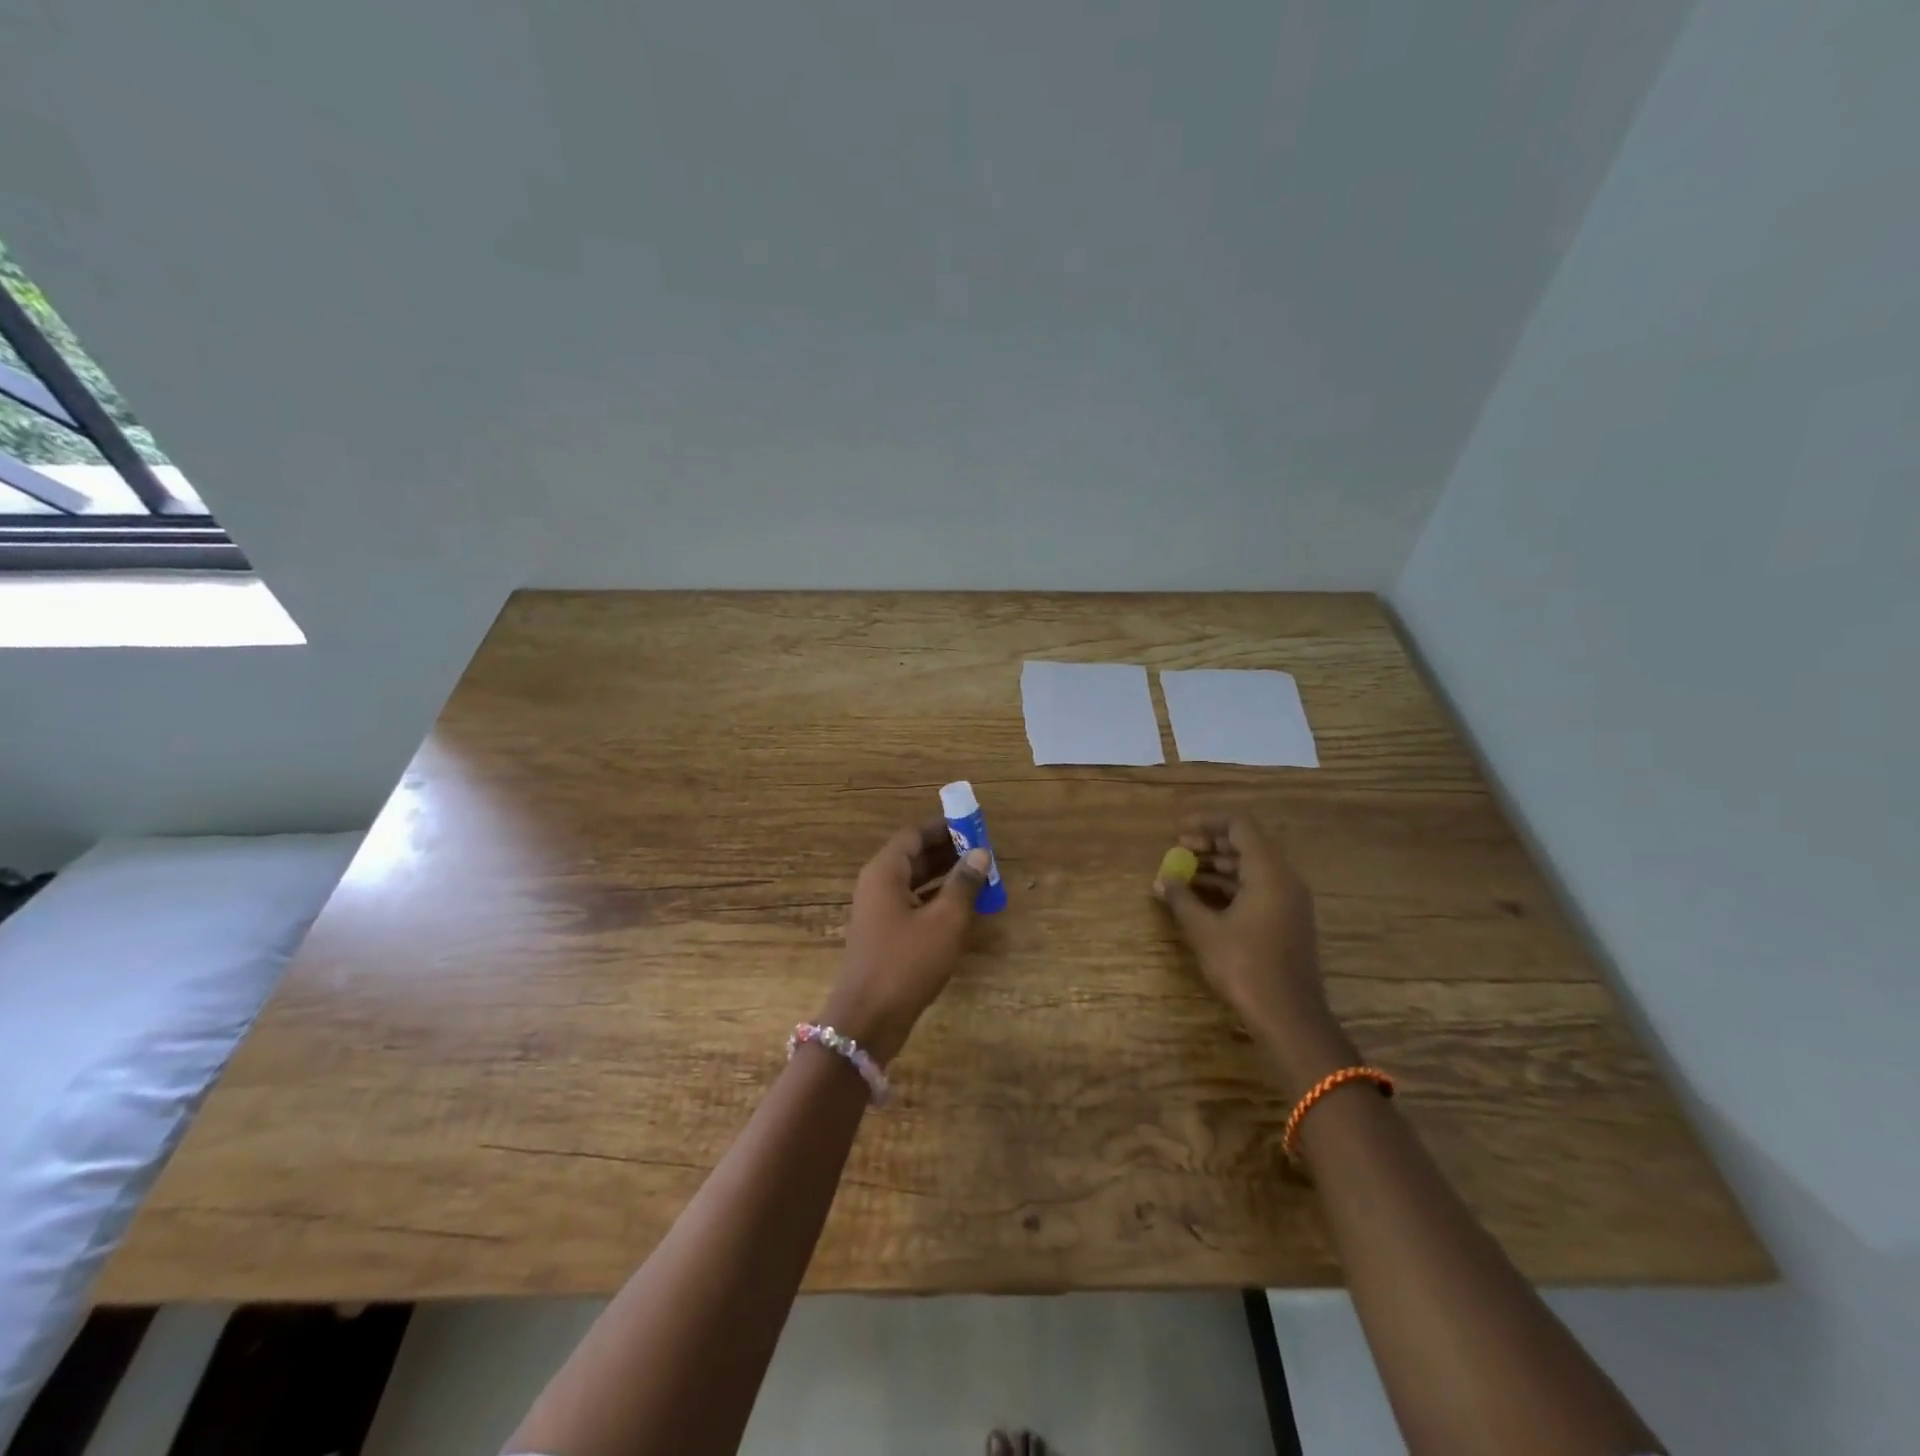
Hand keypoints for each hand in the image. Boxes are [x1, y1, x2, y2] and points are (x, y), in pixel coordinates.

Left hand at [819, 820, 991, 1064]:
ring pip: (915, 881)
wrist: (868, 1019)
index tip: (974, 826)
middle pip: (914, 856)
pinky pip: (913, 905)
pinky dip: (937, 900)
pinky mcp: (885, 935)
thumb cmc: (907, 962)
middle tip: (983, 852)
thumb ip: (964, 883)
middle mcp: (877, 885)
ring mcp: (878, 912)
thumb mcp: (945, 921)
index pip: (914, 834)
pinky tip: (964, 909)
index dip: (944, 828)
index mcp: (885, 872)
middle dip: (948, 851)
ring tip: (981, 877)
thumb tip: (980, 853)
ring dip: (945, 877)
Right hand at [1155, 813, 1353, 1093]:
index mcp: (1268, 872)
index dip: (1207, 822)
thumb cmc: (1244, 966)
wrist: (1288, 1016)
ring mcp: (1289, 902)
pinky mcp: (1286, 921)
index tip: (1179, 830)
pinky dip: (1229, 886)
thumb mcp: (1204, 930)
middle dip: (1209, 844)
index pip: (1239, 826)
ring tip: (1182, 873)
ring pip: (1250, 869)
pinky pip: (1256, 889)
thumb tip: (1162, 879)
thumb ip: (1181, 899)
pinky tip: (1201, 899)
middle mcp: (1284, 879)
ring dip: (1217, 867)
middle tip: (1177, 849)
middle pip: (1246, 845)